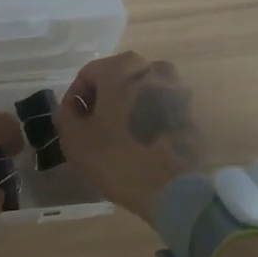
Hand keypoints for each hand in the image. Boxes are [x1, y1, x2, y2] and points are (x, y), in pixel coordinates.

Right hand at [53, 52, 206, 219]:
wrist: (175, 189)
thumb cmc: (118, 159)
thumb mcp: (75, 140)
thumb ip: (66, 115)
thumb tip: (71, 108)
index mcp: (122, 67)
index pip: (87, 75)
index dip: (74, 100)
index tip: (72, 124)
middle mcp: (153, 68)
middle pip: (116, 81)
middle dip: (102, 103)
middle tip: (93, 132)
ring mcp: (177, 89)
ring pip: (139, 94)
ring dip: (125, 111)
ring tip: (118, 140)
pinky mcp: (191, 111)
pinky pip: (159, 109)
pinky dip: (147, 121)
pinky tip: (140, 145)